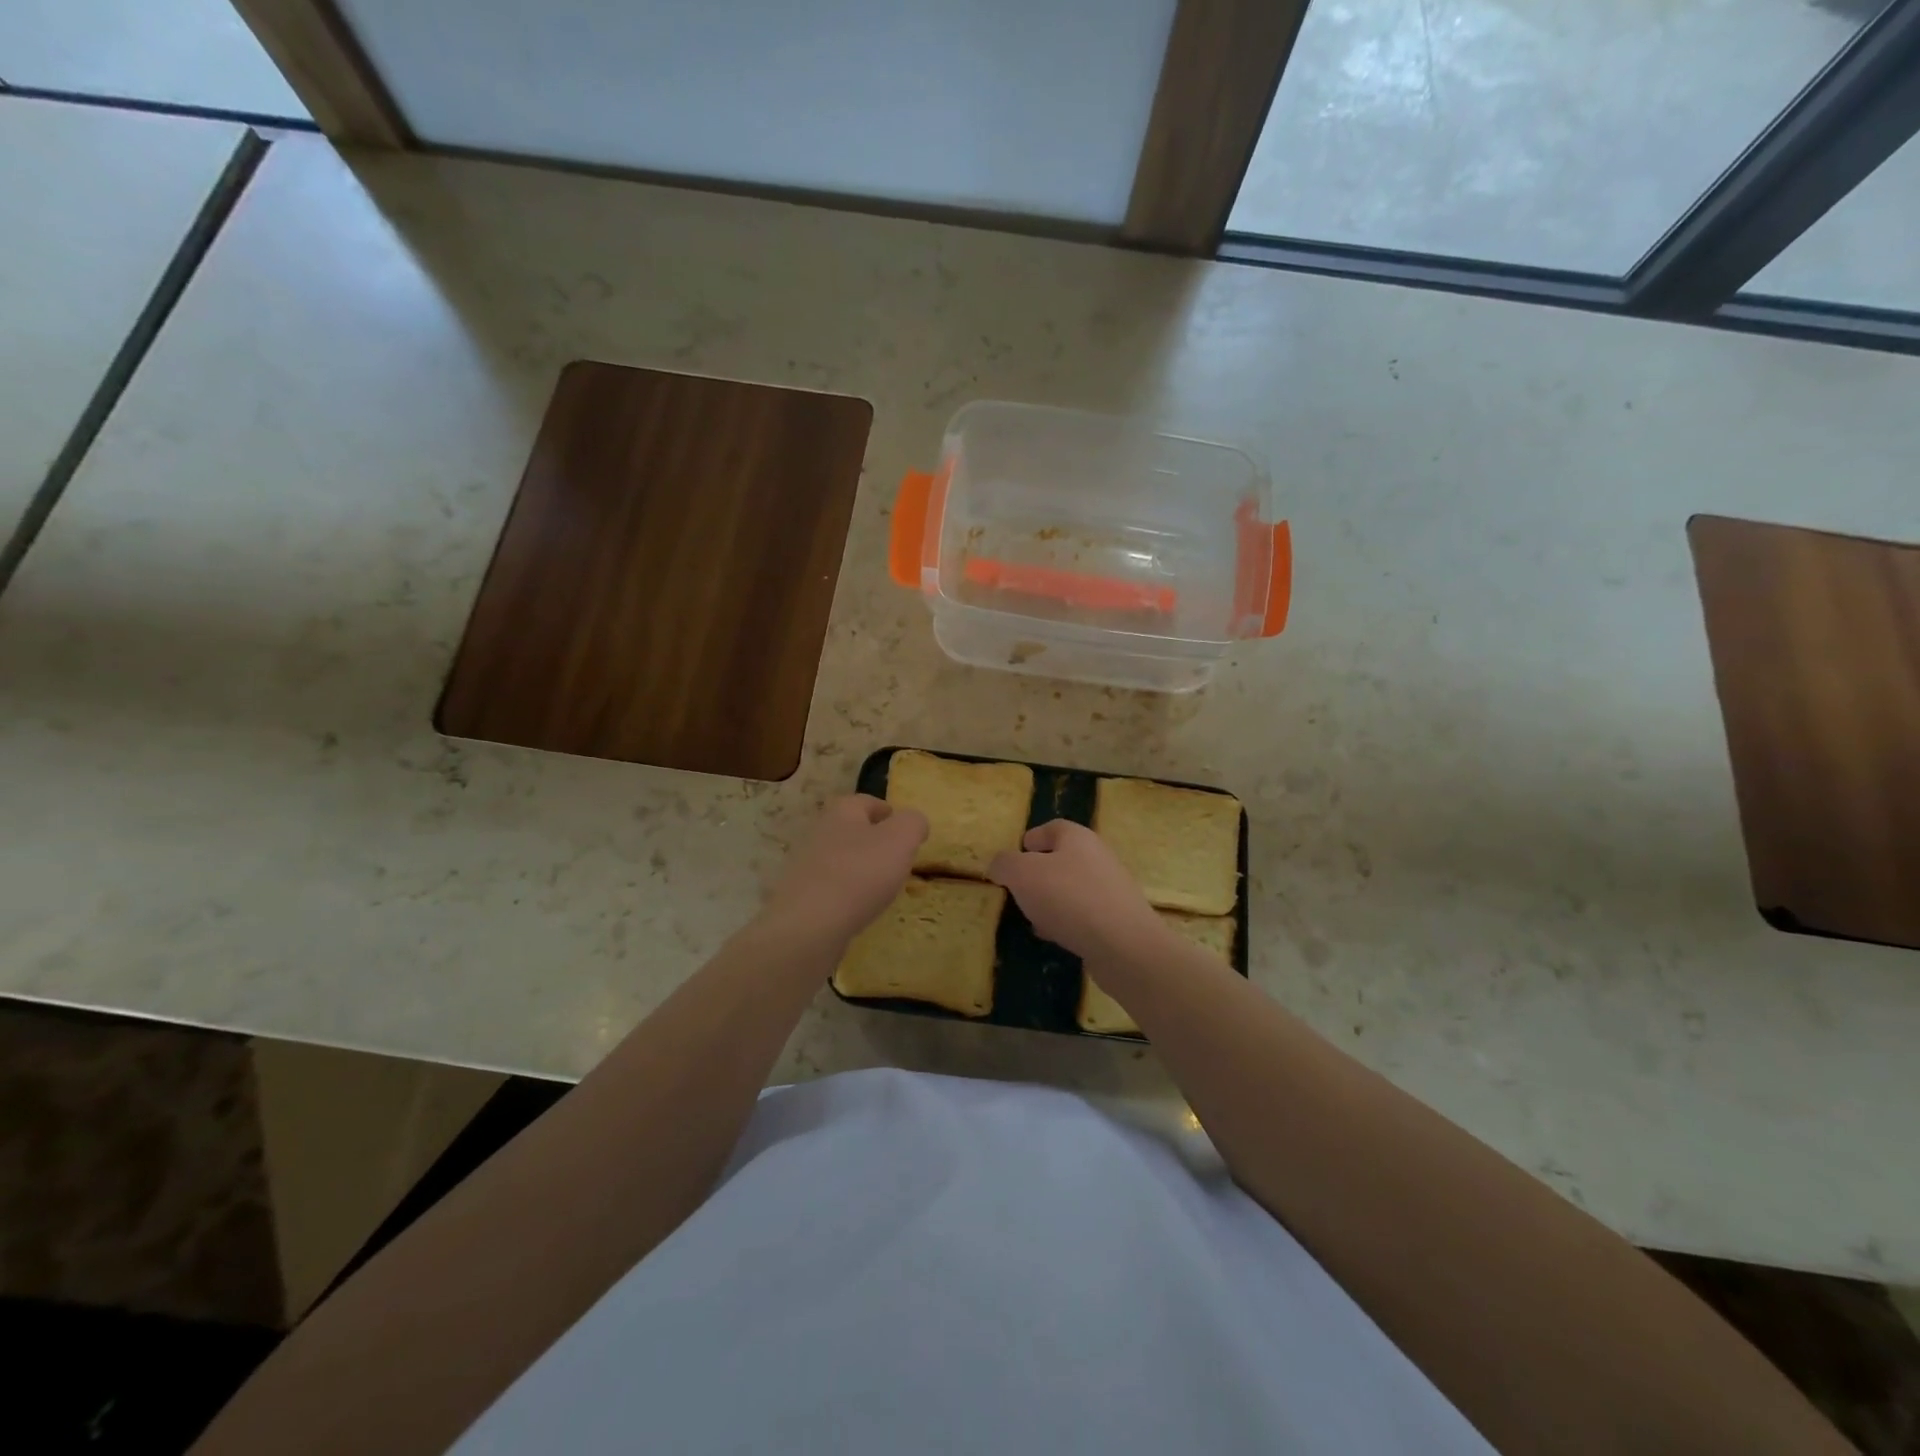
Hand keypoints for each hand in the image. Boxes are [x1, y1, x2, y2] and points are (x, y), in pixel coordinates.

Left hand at [764, 795, 927, 945]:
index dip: (888, 811)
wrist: (810, 925)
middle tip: (898, 859)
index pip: (867, 802)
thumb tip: (915, 822)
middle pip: (852, 830)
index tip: (905, 829)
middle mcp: (820, 833)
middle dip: (875, 842)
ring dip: (861, 869)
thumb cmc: (860, 873)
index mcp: (842, 812)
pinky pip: (831, 888)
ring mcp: (806, 866)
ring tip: (882, 888)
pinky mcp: (801, 896)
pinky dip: (847, 894)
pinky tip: (860, 909)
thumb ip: (913, 823)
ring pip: (841, 860)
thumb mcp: (900, 839)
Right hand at [988, 820, 1162, 965]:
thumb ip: (1005, 864)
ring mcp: (1111, 890)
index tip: (1015, 855)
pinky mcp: (1117, 920)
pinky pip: (1084, 914)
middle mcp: (1098, 858)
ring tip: (1032, 916)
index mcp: (1078, 838)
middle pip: (1063, 858)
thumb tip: (999, 865)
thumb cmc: (1069, 898)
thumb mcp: (1023, 875)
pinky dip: (1066, 921)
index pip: (1052, 828)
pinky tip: (1054, 936)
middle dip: (1039, 873)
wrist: (1124, 946)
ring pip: (1072, 888)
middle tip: (1018, 889)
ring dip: (1051, 900)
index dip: (1031, 838)